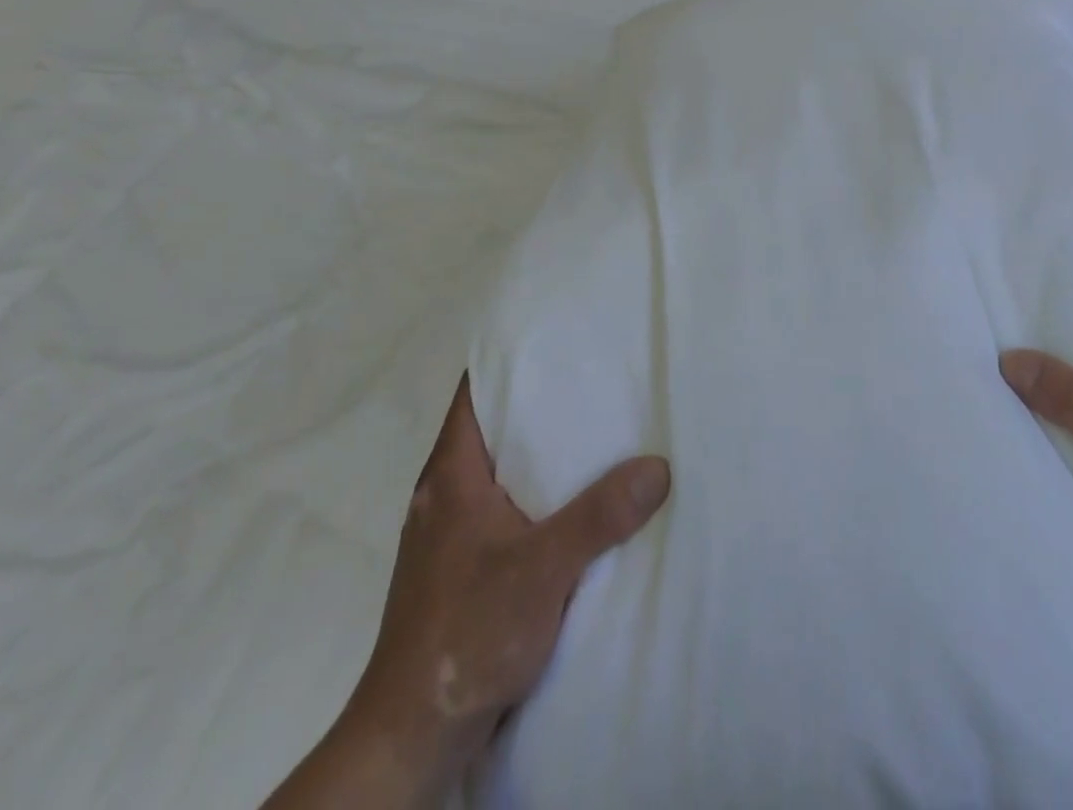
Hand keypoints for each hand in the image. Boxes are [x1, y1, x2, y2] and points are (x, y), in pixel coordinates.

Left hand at [266, 376, 669, 808]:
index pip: (475, 391)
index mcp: (451, 474)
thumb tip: (658, 466)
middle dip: (541, 402)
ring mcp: (452, 534)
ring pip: (502, 471)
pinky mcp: (464, 569)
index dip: (510, 357)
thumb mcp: (541, 569)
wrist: (413, 736)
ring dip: (542, 453)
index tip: (558, 335)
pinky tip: (578, 502)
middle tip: (597, 377)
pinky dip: (540, 495)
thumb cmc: (466, 633)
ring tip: (598, 431)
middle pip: (494, 426)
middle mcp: (446, 493)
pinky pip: (507, 509)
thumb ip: (598, 516)